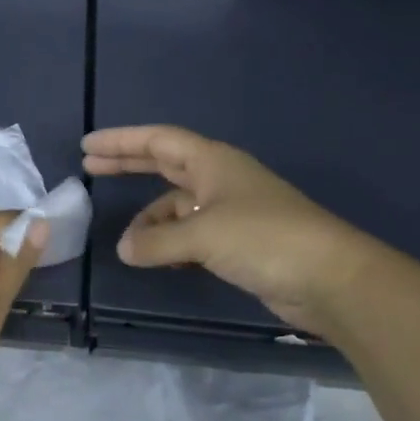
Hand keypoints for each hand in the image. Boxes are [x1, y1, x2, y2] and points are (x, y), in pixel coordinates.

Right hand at [82, 124, 380, 334]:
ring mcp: (231, 211)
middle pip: (165, 164)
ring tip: (128, 242)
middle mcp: (220, 180)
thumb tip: (124, 248)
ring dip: (150, 219)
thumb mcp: (202, 235)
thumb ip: (157, 241)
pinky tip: (158, 257)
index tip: (88, 146)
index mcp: (213, 162)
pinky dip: (170, 241)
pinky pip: (191, 233)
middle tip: (90, 168)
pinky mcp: (239, 241)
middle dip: (128, 165)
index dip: (122, 141)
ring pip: (177, 205)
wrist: (331, 279)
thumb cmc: (265, 240)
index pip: (158, 140)